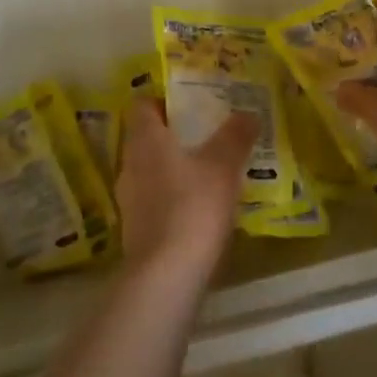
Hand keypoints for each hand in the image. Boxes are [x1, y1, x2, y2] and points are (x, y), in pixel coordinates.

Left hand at [116, 100, 254, 280]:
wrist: (166, 276)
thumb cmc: (193, 206)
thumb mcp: (223, 165)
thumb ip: (235, 136)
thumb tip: (247, 113)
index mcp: (145, 140)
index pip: (142, 105)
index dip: (164, 100)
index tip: (191, 104)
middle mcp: (130, 164)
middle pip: (147, 137)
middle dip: (175, 134)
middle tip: (209, 135)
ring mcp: (129, 199)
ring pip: (151, 170)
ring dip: (175, 167)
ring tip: (210, 171)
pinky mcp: (136, 229)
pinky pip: (154, 199)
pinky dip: (174, 197)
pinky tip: (201, 208)